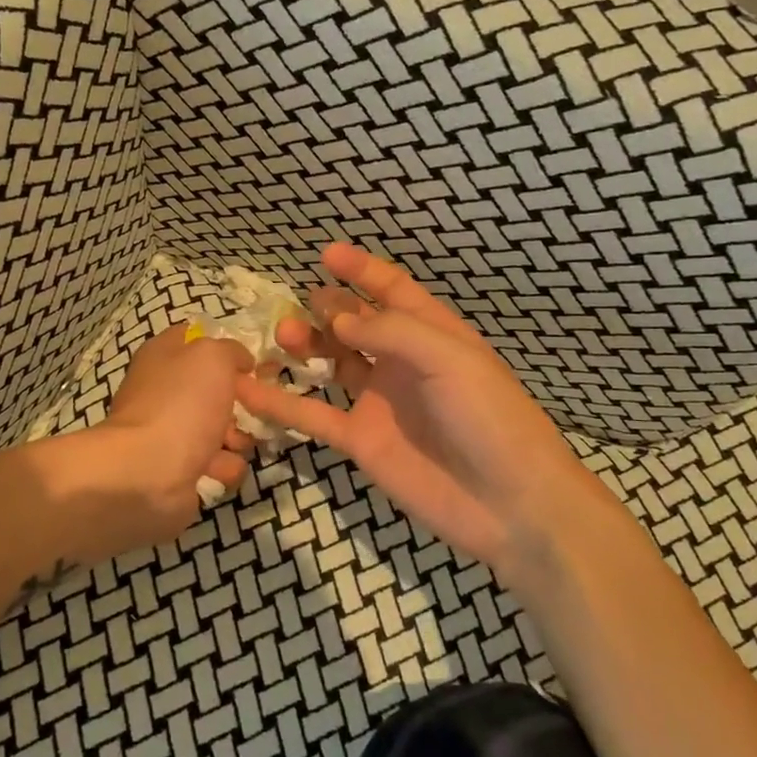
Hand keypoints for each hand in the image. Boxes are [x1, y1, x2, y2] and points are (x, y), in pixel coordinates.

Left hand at [99, 325, 255, 530]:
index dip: (229, 350)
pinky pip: (217, 462)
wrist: (147, 472)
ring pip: (222, 427)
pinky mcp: (179, 468)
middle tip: (258, 409)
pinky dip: (224, 467)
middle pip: (217, 388)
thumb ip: (231, 350)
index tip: (255, 366)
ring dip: (238, 437)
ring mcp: (171, 431)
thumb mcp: (213, 356)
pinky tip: (220, 469)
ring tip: (235, 444)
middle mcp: (166, 390)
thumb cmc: (181, 404)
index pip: (200, 341)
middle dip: (243, 401)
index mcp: (165, 355)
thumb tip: (240, 362)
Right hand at [234, 243, 623, 586]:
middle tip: (298, 306)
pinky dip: (282, 404)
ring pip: (332, 363)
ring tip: (282, 337)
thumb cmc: (488, 416)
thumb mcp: (449, 357)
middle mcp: (402, 362)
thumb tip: (336, 316)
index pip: (393, 291)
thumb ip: (391, 331)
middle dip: (327, 308)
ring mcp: (379, 402)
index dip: (361, 271)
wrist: (507, 501)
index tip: (326, 254)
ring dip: (306, 347)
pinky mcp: (360, 440)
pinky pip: (314, 415)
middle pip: (355, 324)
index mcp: (432, 334)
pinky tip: (250, 391)